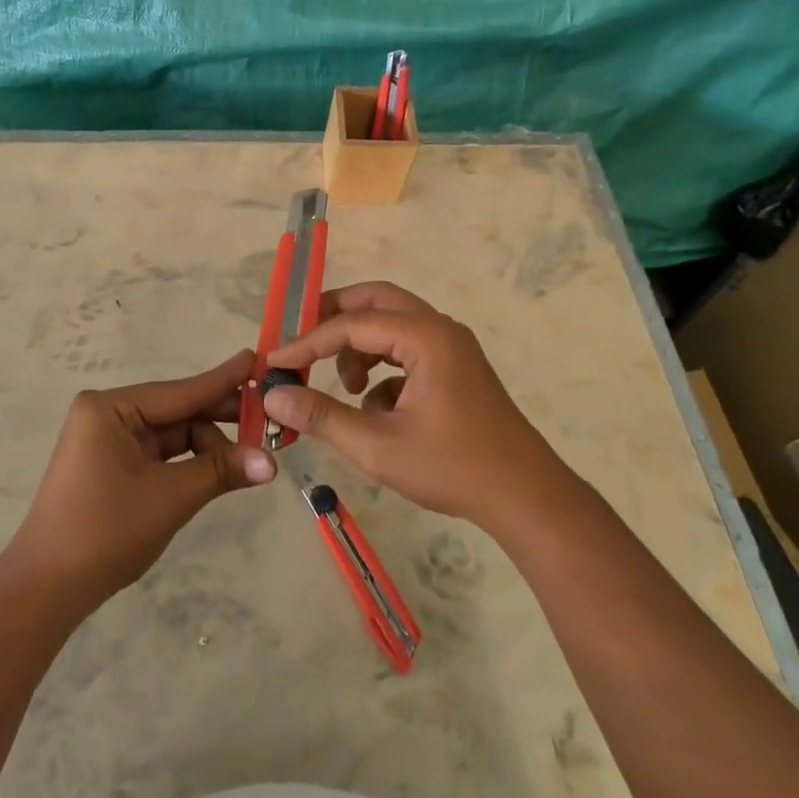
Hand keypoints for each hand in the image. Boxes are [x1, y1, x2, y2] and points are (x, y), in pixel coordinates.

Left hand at [4, 351, 276, 606]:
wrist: (46, 589)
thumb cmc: (105, 531)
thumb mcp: (171, 497)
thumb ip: (220, 471)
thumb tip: (271, 462)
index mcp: (110, 408)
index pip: (181, 390)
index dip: (224, 380)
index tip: (258, 359)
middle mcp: (107, 415)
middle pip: (177, 411)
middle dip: (220, 420)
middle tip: (269, 419)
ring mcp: (107, 441)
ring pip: (171, 435)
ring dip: (207, 448)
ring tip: (249, 461)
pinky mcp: (110, 466)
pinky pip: (159, 454)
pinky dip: (188, 463)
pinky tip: (218, 470)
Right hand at [260, 282, 574, 533]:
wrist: (525, 496)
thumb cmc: (453, 468)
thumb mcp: (377, 445)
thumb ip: (322, 415)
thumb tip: (273, 396)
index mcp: (425, 336)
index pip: (351, 324)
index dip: (307, 342)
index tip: (273, 362)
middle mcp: (439, 328)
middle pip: (375, 301)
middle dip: (333, 318)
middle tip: (299, 341)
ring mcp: (451, 346)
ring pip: (391, 323)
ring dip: (359, 345)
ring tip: (344, 387)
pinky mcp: (455, 366)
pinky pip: (407, 349)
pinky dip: (383, 367)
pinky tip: (378, 410)